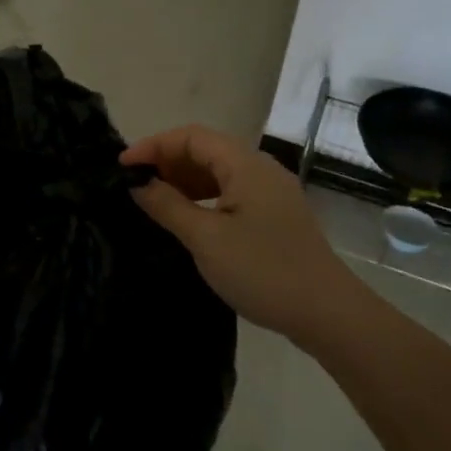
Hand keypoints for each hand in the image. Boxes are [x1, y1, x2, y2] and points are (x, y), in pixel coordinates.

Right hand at [121, 125, 351, 342]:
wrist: (328, 314)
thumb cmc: (263, 270)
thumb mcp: (206, 239)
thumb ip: (168, 206)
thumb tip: (138, 183)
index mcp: (245, 164)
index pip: (191, 136)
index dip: (154, 145)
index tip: (122, 166)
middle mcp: (260, 168)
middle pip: (206, 150)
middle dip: (167, 161)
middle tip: (135, 185)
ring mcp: (271, 192)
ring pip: (219, 172)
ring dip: (184, 180)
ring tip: (154, 201)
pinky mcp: (275, 216)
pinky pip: (231, 192)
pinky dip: (204, 197)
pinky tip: (187, 218)